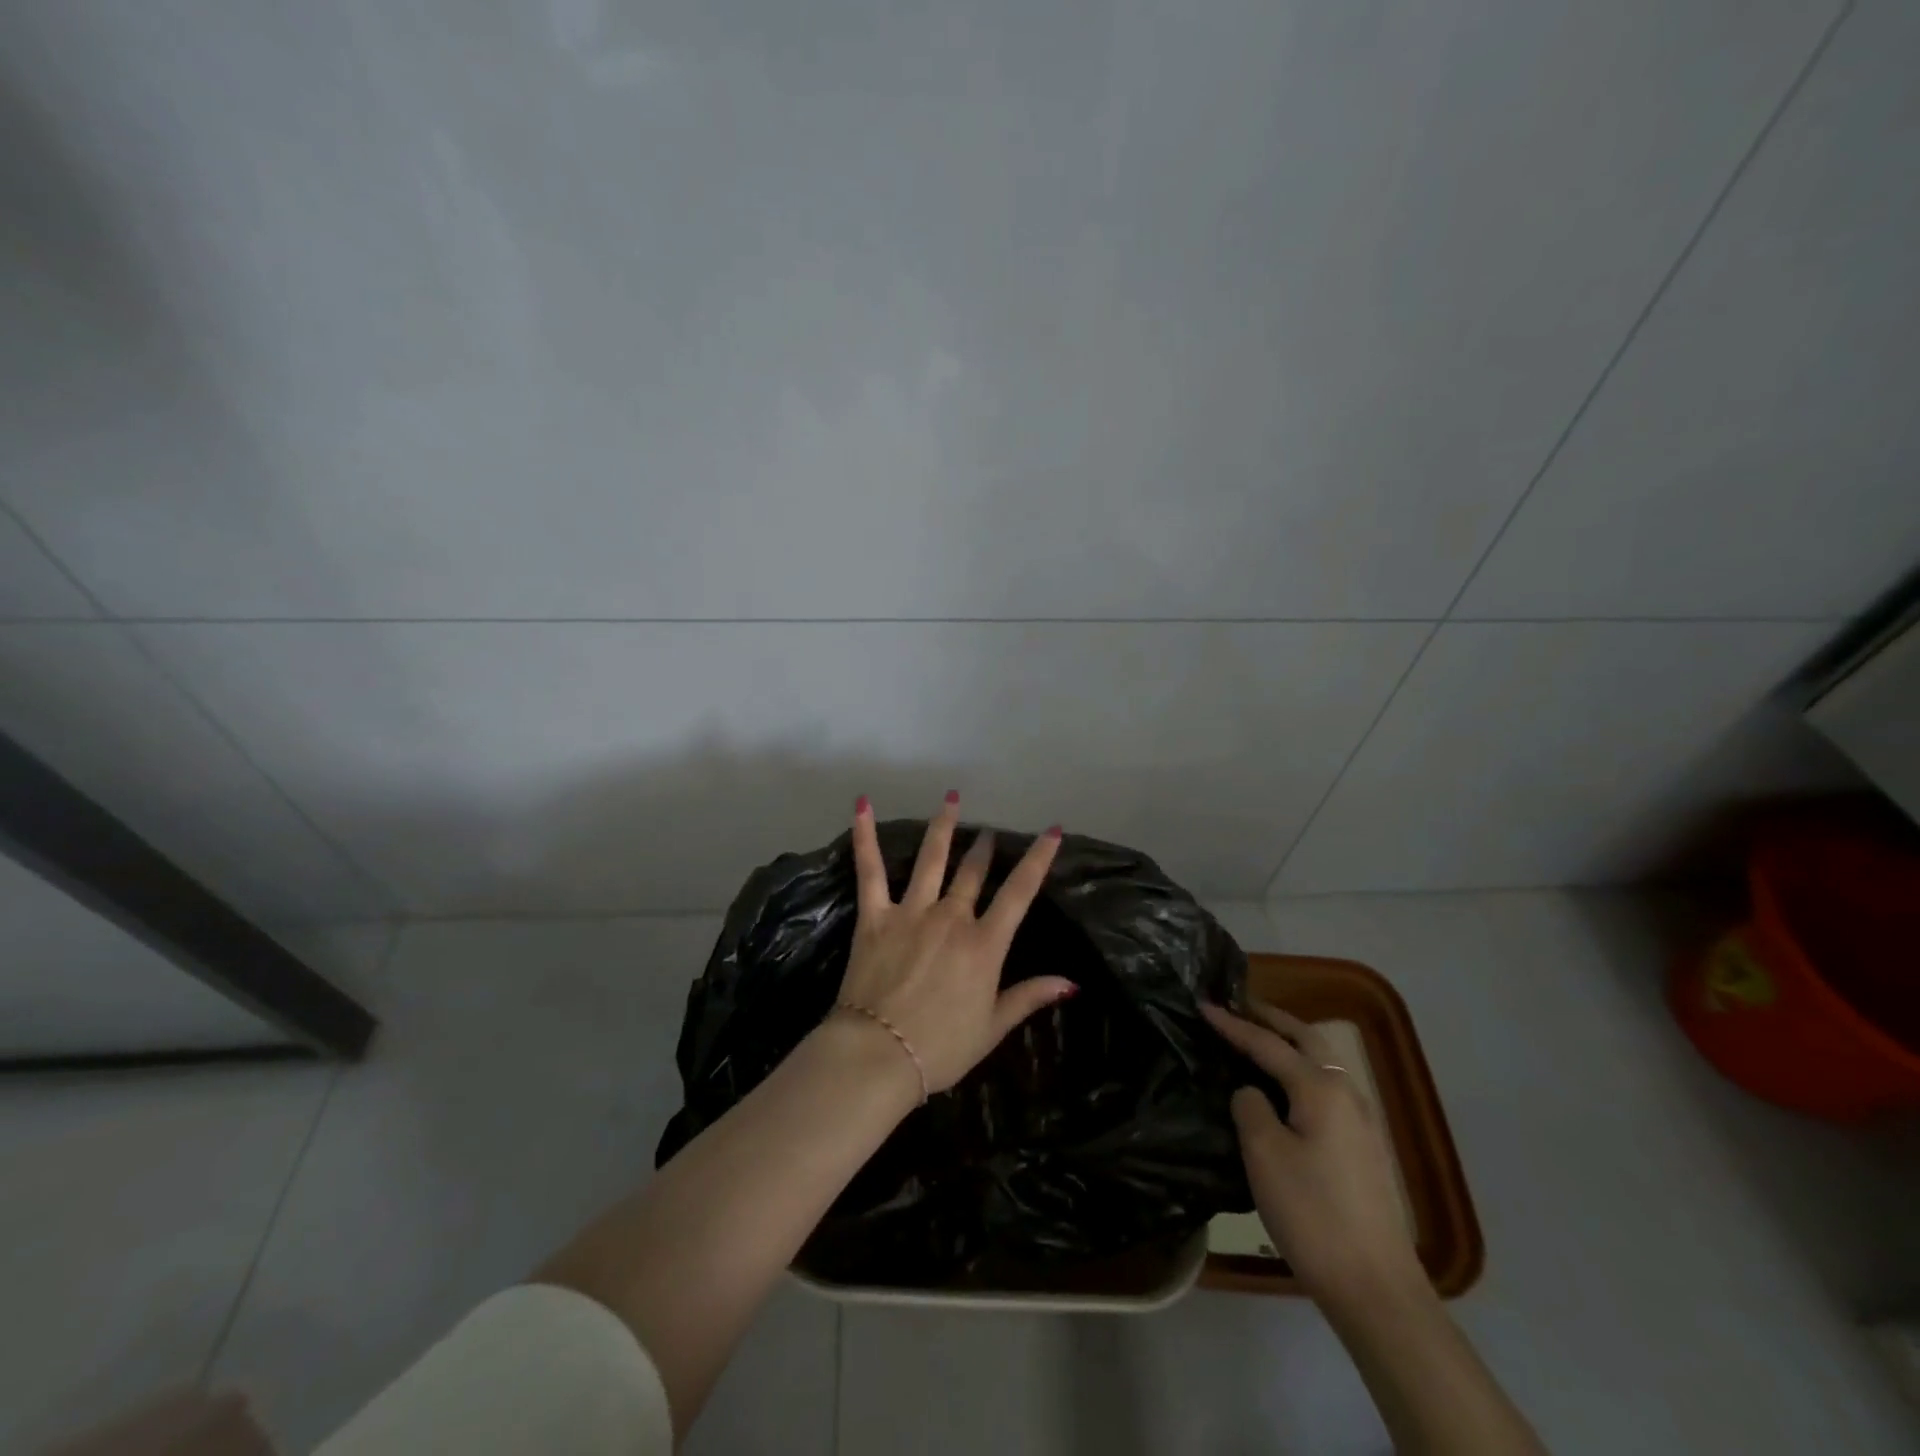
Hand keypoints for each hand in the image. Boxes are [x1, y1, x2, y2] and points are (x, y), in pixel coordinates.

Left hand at [836, 793, 1073, 1094]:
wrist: (879, 1055)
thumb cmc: (941, 1047)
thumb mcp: (993, 1027)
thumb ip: (1029, 996)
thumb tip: (1071, 982)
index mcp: (984, 944)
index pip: (1019, 892)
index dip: (1038, 859)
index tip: (1052, 831)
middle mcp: (951, 917)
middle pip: (973, 872)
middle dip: (984, 847)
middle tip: (988, 832)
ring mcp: (911, 911)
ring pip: (932, 859)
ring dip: (943, 827)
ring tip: (952, 799)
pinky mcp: (875, 916)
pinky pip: (870, 870)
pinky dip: (865, 836)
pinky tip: (862, 805)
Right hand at [1203, 1001, 1424, 1310]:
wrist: (1375, 1286)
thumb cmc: (1312, 1213)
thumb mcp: (1263, 1154)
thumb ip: (1250, 1106)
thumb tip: (1252, 1093)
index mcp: (1320, 1087)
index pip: (1267, 1044)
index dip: (1233, 1024)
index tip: (1203, 1005)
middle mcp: (1346, 1092)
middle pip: (1305, 1038)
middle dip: (1271, 1018)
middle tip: (1238, 1005)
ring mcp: (1360, 1120)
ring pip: (1320, 1061)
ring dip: (1289, 1041)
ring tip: (1257, 1037)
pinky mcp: (1363, 1146)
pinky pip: (1326, 1085)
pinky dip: (1300, 1068)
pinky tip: (1283, 1086)